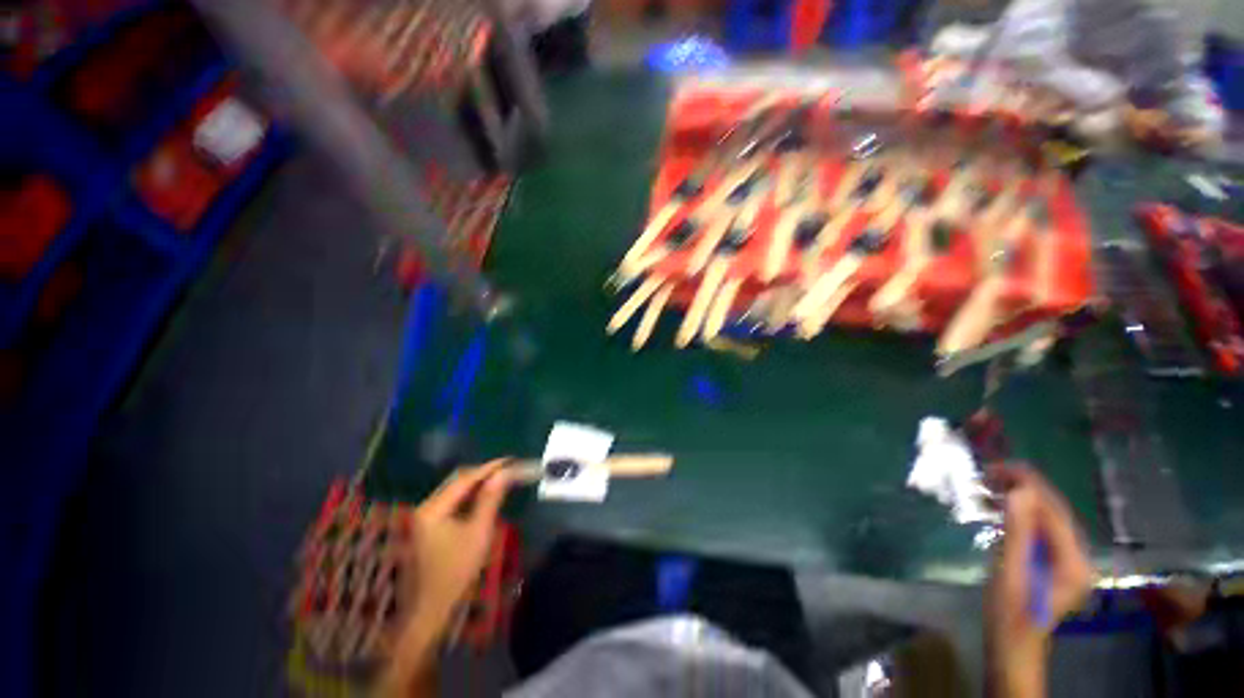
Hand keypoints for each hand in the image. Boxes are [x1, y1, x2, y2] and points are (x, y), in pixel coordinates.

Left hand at [381, 460, 512, 696]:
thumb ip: (490, 499)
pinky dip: (468, 496)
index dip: (489, 468)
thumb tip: (504, 473)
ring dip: (476, 483)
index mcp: (433, 508)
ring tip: (499, 479)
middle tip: (507, 469)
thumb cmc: (455, 571)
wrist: (428, 609)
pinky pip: (450, 501)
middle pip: (457, 480)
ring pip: (453, 490)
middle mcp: (425, 507)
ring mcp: (423, 516)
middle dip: (483, 473)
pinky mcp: (426, 525)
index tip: (510, 460)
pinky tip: (482, 497)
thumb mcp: (478, 533)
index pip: (465, 479)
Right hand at [985, 463, 1094, 697]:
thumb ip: (1018, 533)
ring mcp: (1067, 560)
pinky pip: (1038, 529)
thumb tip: (1019, 491)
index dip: (1027, 483)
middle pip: (1052, 511)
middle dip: (1021, 488)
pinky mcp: (1054, 563)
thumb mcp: (1010, 573)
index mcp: (1074, 561)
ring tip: (986, 486)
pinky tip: (996, 509)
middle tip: (985, 473)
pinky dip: (1017, 514)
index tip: (995, 466)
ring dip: (1017, 499)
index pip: (1054, 510)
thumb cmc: (1009, 614)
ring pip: (1045, 517)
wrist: (1012, 647)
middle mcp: (1078, 556)